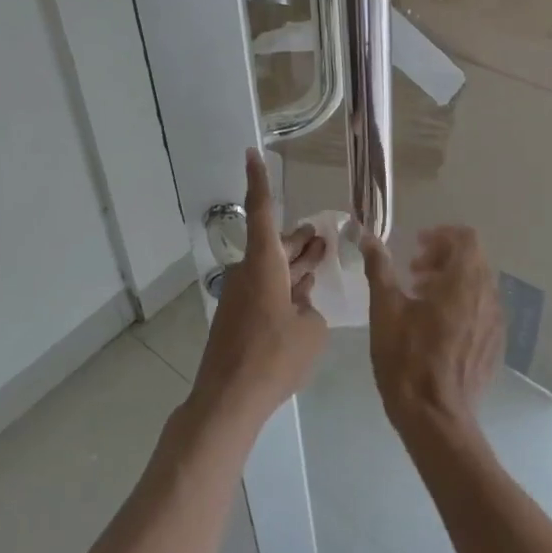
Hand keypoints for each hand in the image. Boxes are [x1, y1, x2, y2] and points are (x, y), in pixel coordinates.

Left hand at [189, 150, 328, 434]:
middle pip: (275, 243)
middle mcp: (249, 272)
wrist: (229, 399)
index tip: (251, 152)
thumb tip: (302, 305)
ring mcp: (242, 296)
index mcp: (264, 265)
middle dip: (299, 238)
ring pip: (273, 267)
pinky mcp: (240, 318)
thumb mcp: (311, 332)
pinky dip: (286, 285)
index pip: (261, 211)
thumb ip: (311, 310)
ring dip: (296, 262)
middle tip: (322, 233)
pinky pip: (267, 289)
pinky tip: (305, 294)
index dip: (258, 180)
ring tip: (321, 255)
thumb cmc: (273, 358)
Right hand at [359, 226, 502, 440]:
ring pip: (478, 284)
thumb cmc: (407, 359)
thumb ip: (379, 268)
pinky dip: (461, 303)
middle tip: (413, 273)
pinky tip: (436, 327)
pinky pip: (482, 309)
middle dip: (442, 257)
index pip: (466, 238)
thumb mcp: (385, 310)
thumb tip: (368, 237)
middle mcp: (487, 297)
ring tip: (420, 299)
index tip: (416, 248)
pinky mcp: (494, 345)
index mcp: (463, 283)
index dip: (441, 235)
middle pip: (473, 259)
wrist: (436, 419)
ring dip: (450, 280)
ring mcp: (495, 323)